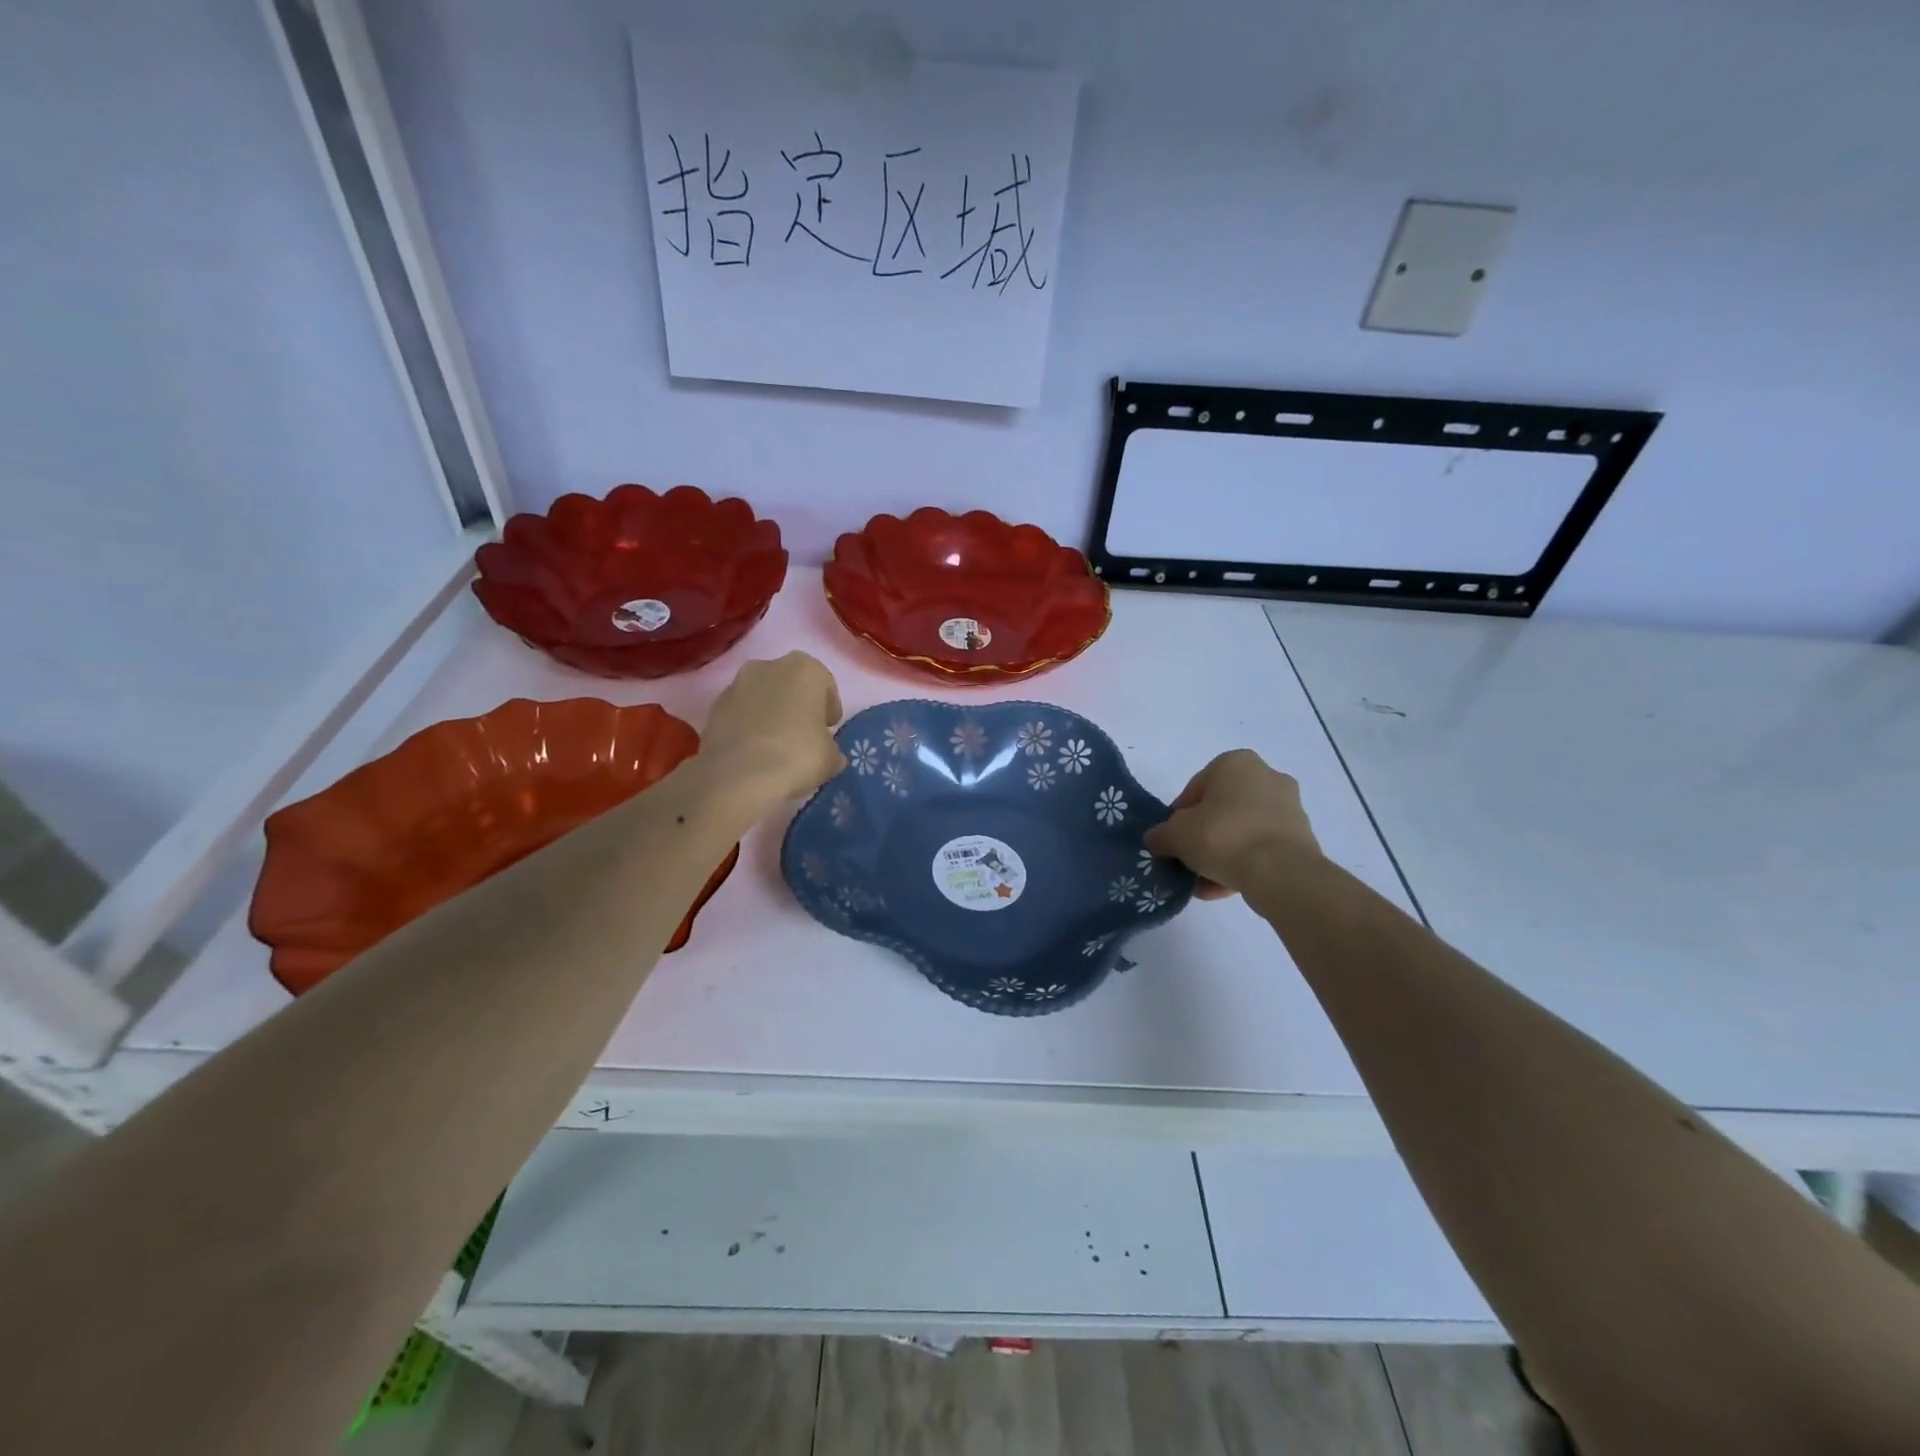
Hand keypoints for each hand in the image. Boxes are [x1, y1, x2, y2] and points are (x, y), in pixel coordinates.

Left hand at [699, 652, 844, 805]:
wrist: (738, 775)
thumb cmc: (797, 755)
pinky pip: (740, 712)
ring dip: (770, 713)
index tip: (828, 729)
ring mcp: (737, 683)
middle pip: (791, 684)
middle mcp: (769, 666)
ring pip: (762, 695)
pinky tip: (753, 752)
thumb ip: (832, 750)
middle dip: (797, 705)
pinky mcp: (714, 706)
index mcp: (805, 669)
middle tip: (803, 735)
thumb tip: (830, 755)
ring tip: (776, 745)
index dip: (829, 708)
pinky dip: (748, 725)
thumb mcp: (831, 758)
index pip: (825, 684)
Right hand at [1143, 750, 1323, 899]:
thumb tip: (1156, 840)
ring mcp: (1289, 808)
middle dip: (1203, 836)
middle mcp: (1266, 776)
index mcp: (1235, 763)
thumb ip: (1160, 835)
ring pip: (1242, 831)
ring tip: (1204, 883)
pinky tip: (1224, 889)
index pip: (1195, 789)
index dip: (1178, 817)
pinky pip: (1262, 849)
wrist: (1281, 872)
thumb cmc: (1222, 836)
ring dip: (1222, 855)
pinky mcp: (1302, 838)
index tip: (1172, 840)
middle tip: (1188, 860)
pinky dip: (1244, 865)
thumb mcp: (1175, 835)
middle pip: (1221, 810)